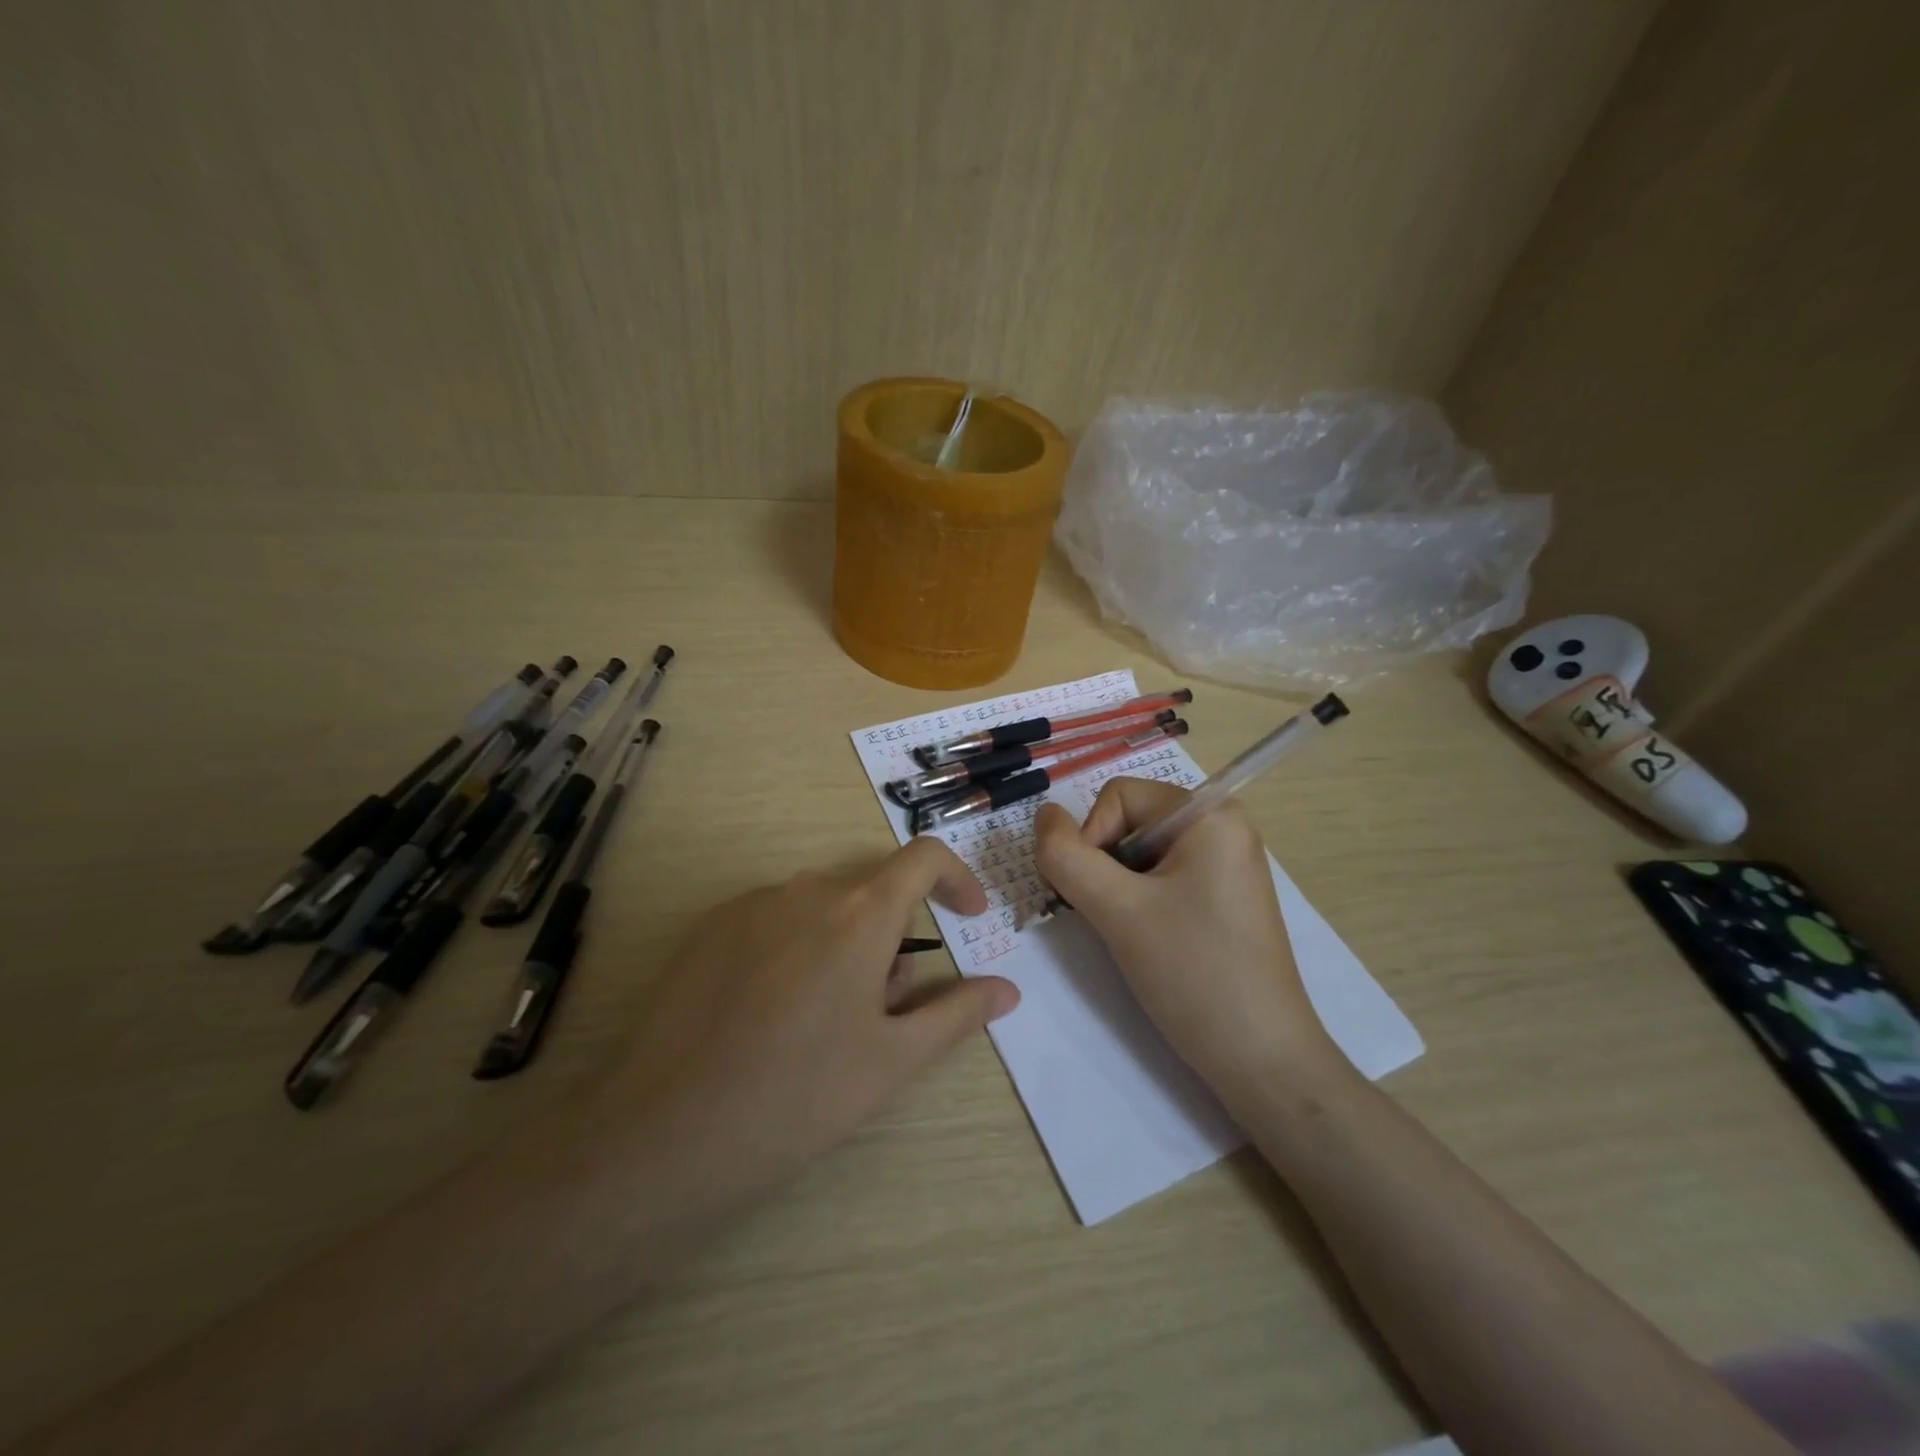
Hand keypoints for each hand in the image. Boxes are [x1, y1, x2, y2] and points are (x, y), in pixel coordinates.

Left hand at [597, 838, 1019, 1218]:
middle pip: (870, 895)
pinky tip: (769, 1016)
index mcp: (859, 914)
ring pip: (821, 909)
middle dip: (891, 940)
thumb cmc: (799, 1097)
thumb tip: (1007, 988)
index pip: (923, 858)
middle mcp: (806, 890)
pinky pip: (774, 920)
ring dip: (842, 947)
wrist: (666, 1132)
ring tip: (821, 1024)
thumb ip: (957, 1013)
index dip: (956, 878)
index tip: (968, 916)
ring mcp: (751, 904)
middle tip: (882, 1013)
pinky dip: (794, 949)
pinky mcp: (709, 927)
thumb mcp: (893, 1060)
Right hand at [1034, 778, 1344, 1104]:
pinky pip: (1163, 879)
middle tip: (1109, 918)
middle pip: (1130, 821)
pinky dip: (1139, 902)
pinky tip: (1148, 941)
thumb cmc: (1193, 973)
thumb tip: (1043, 814)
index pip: (1118, 796)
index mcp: (1210, 814)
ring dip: (1117, 888)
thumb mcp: (1118, 910)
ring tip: (1129, 934)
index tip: (1096, 895)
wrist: (1262, 1061)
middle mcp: (1223, 827)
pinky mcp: (1223, 898)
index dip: (1091, 838)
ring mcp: (1226, 864)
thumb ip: (1067, 856)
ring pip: (1141, 854)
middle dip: (1103, 865)